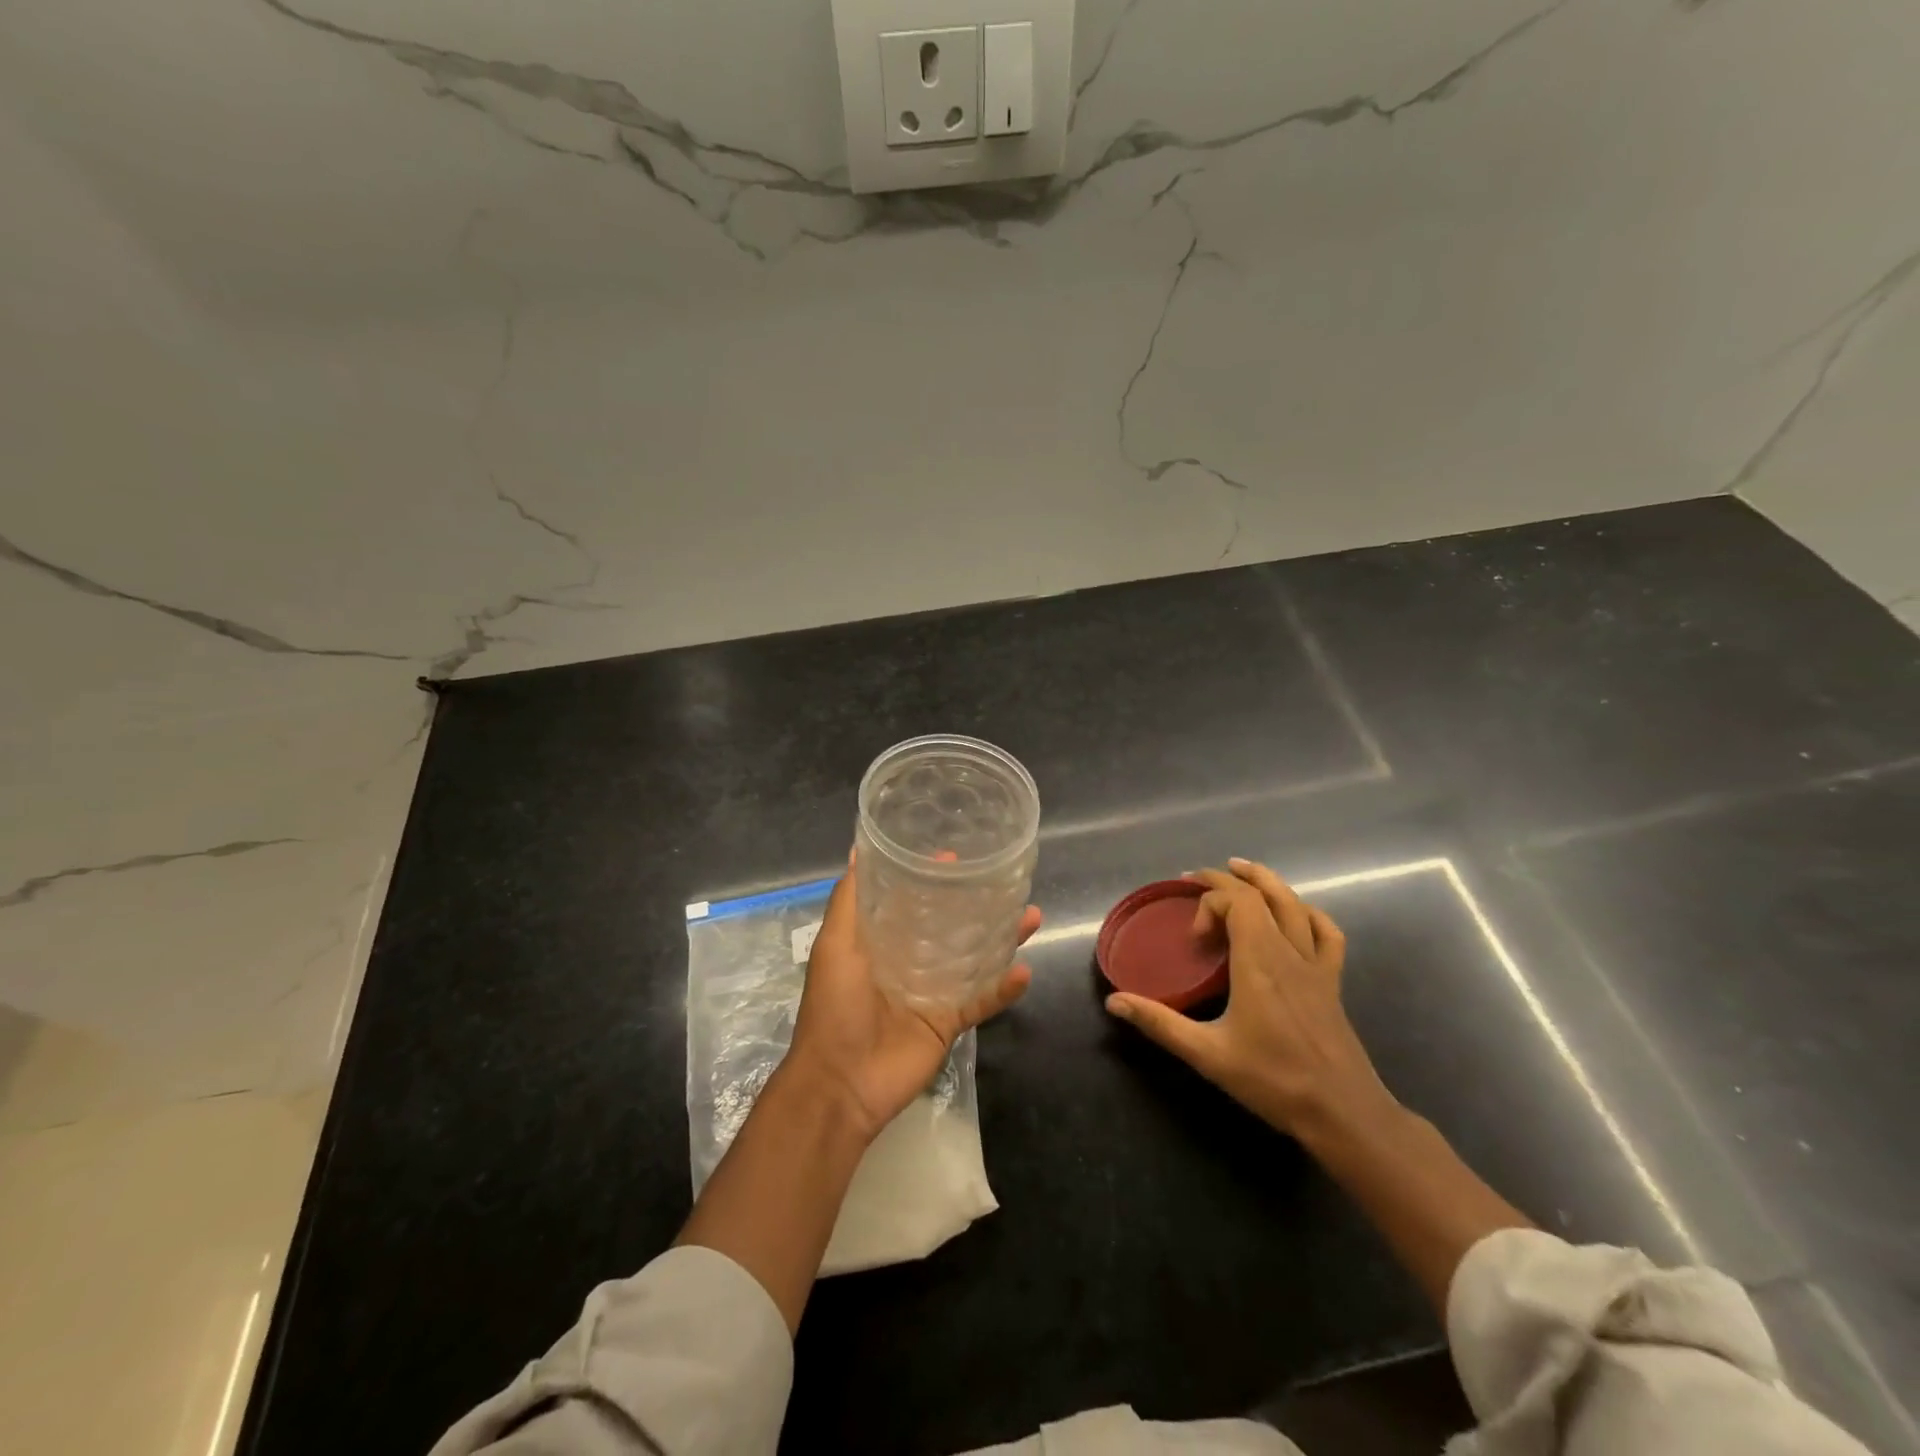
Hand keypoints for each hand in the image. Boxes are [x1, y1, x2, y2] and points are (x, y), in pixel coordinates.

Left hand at [786, 853, 1041, 1141]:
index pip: (912, 901)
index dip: (933, 878)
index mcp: (882, 941)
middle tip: (1005, 882)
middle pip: (951, 927)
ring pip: (974, 959)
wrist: (840, 1084)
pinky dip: (1004, 989)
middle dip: (977, 905)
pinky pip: (982, 1002)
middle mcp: (910, 961)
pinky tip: (1025, 971)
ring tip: (1032, 916)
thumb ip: (849, 900)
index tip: (957, 853)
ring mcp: (932, 993)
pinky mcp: (948, 1023)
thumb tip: (860, 850)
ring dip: (1003, 939)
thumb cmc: (834, 1006)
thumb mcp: (835, 945)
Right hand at [1105, 857, 1393, 1138]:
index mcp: (1259, 961)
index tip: (1193, 938)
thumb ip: (1160, 1024)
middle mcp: (1288, 951)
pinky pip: (1326, 932)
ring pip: (1294, 904)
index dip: (1208, 902)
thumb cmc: (1274, 1080)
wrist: (1343, 1113)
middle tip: (1196, 878)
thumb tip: (1114, 1002)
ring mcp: (1316, 964)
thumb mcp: (1208, 1054)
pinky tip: (1294, 912)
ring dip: (1265, 881)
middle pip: (1261, 894)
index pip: (1237, 901)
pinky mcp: (1332, 981)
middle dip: (1226, 880)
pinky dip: (1307, 912)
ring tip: (1240, 869)